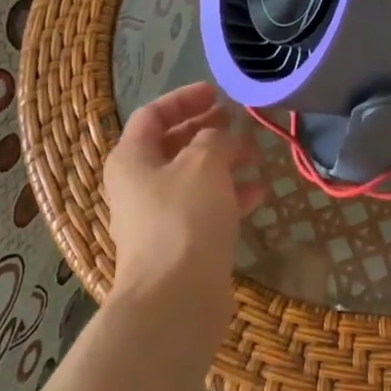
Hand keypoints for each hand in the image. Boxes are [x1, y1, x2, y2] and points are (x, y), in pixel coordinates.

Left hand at [104, 82, 262, 311]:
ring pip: (193, 177)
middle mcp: (138, 184)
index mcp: (132, 158)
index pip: (154, 114)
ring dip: (224, 162)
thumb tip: (221, 136)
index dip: (185, 99)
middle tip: (240, 122)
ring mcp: (157, 216)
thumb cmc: (184, 217)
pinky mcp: (179, 243)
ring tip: (257, 155)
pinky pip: (204, 207)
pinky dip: (228, 195)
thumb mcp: (203, 163)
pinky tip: (258, 192)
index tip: (218, 93)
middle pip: (173, 145)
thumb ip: (214, 138)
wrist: (175, 296)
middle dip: (208, 130)